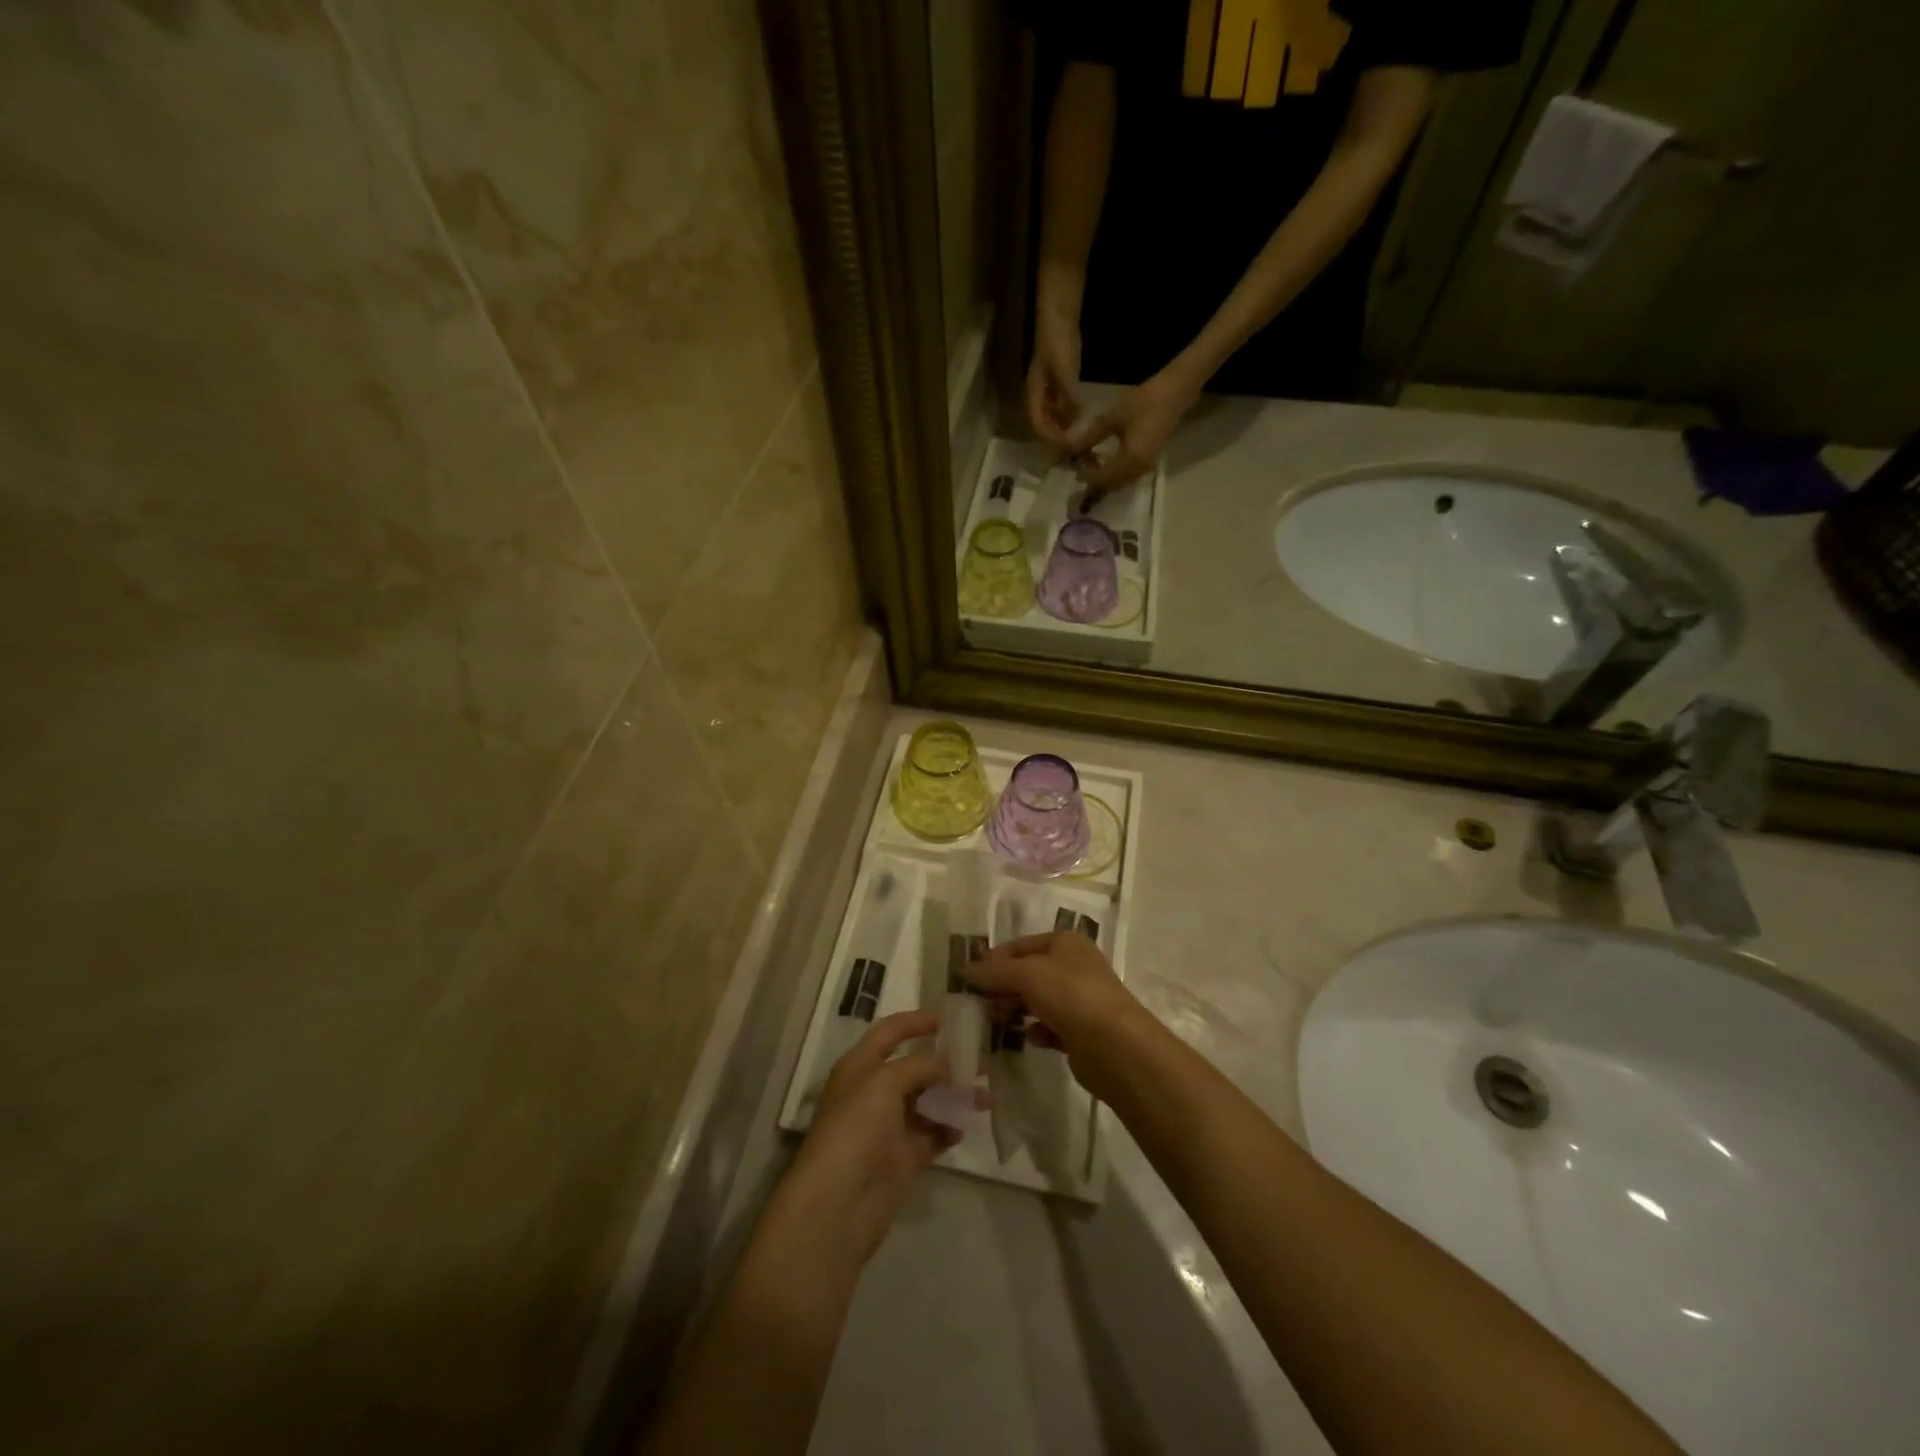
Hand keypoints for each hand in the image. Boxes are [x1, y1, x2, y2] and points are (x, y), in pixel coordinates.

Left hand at [775, 1012, 955, 1267]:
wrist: (838, 1204)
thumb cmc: (856, 1128)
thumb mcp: (885, 1082)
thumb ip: (920, 1065)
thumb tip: (948, 1065)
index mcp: (860, 1066)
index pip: (889, 1032)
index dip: (916, 1021)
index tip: (949, 1018)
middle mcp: (873, 1092)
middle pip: (913, 1068)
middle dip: (945, 1063)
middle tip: (980, 1062)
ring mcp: (888, 1127)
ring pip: (927, 1102)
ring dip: (953, 1097)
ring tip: (985, 1098)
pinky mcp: (902, 1159)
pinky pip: (931, 1135)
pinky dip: (948, 1129)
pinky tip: (965, 1127)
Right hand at [960, 932, 1150, 1097]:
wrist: (1116, 1047)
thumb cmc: (1071, 996)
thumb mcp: (1027, 974)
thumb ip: (994, 972)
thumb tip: (963, 970)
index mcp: (1065, 943)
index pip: (1020, 945)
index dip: (994, 960)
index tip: (969, 980)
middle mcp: (1074, 966)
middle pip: (1028, 973)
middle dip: (1002, 987)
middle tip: (978, 1004)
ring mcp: (1080, 1000)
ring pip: (1038, 1000)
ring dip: (1015, 1009)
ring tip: (994, 1022)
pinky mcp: (1081, 1031)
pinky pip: (1050, 1027)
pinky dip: (1036, 1031)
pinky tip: (1027, 1038)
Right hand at [1028, 309, 1083, 445]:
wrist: (1059, 302)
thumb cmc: (1058, 336)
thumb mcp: (1064, 369)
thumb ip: (1069, 398)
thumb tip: (1076, 425)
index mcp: (1034, 390)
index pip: (1038, 424)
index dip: (1052, 438)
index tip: (1069, 447)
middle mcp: (1039, 389)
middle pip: (1046, 421)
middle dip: (1060, 435)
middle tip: (1080, 446)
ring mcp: (1050, 380)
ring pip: (1055, 412)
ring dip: (1067, 424)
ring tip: (1085, 434)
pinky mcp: (1062, 372)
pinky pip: (1065, 400)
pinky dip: (1074, 410)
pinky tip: (1088, 412)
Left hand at [1067, 370, 1200, 490]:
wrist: (1173, 394)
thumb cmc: (1144, 402)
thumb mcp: (1113, 417)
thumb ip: (1091, 436)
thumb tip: (1071, 448)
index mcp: (1131, 459)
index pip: (1104, 477)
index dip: (1088, 477)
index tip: (1075, 472)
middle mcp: (1140, 469)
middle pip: (1113, 484)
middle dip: (1096, 481)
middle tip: (1081, 470)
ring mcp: (1147, 466)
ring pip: (1122, 482)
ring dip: (1106, 478)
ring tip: (1092, 467)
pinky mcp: (1150, 461)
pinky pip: (1130, 475)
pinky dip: (1116, 473)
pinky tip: (1107, 462)